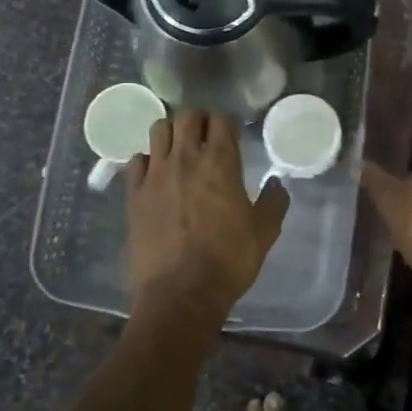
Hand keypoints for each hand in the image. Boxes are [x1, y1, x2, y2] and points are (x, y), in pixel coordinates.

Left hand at [126, 109, 289, 323]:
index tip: (232, 135)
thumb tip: (277, 183)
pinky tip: (156, 175)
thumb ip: (274, 202)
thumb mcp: (264, 232)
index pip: (221, 119)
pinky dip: (147, 161)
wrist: (181, 294)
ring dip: (171, 134)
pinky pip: (136, 161)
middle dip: (199, 120)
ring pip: (158, 130)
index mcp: (220, 162)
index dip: (227, 123)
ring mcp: (155, 174)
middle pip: (187, 116)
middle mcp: (185, 158)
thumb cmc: (228, 261)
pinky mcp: (134, 194)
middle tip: (206, 137)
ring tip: (179, 150)